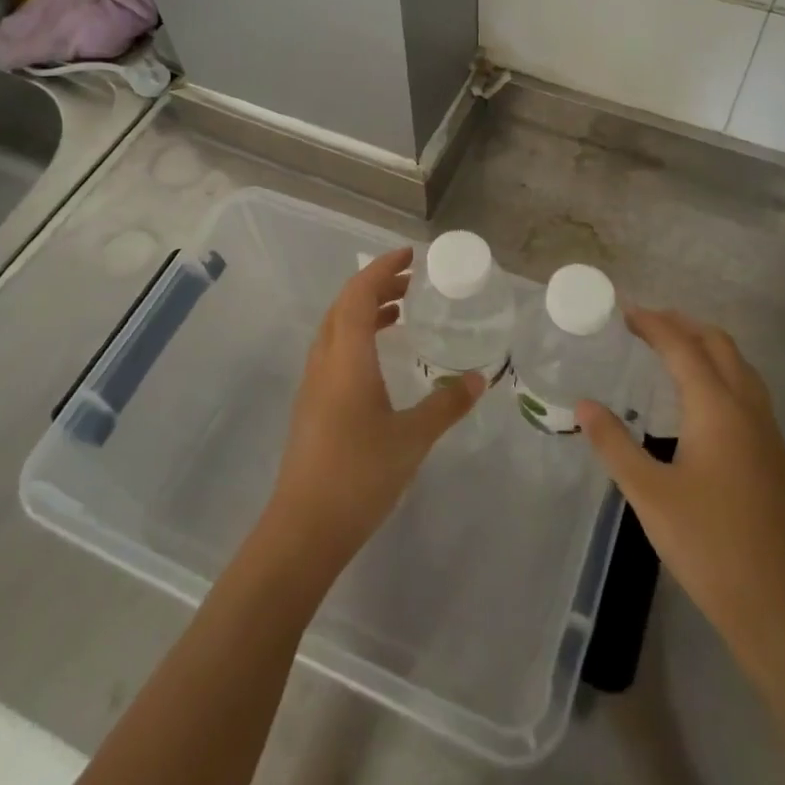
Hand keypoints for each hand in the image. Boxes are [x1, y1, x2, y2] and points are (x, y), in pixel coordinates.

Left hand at [265, 247, 484, 571]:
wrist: (305, 528)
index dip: (382, 269)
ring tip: (401, 313)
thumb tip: (480, 379)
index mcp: (346, 358)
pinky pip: (334, 352)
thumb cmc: (359, 475)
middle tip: (412, 283)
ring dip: (364, 312)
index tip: (410, 255)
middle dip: (376, 286)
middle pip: (343, 306)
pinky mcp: (312, 406)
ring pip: (336, 330)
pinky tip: (381, 360)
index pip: (358, 295)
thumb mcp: (412, 438)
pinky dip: (357, 337)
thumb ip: (446, 404)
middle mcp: (324, 362)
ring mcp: (313, 384)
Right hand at [576, 308, 784, 674]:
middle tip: (645, 326)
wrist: (776, 604)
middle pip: (719, 344)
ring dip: (707, 347)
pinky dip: (722, 373)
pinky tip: (701, 401)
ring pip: (740, 366)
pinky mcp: (775, 455)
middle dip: (683, 326)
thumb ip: (614, 443)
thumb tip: (584, 404)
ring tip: (672, 352)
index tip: (624, 313)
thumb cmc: (707, 544)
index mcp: (717, 409)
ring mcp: (768, 431)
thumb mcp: (648, 494)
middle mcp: (748, 408)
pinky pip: (749, 390)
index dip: (653, 324)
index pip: (682, 347)